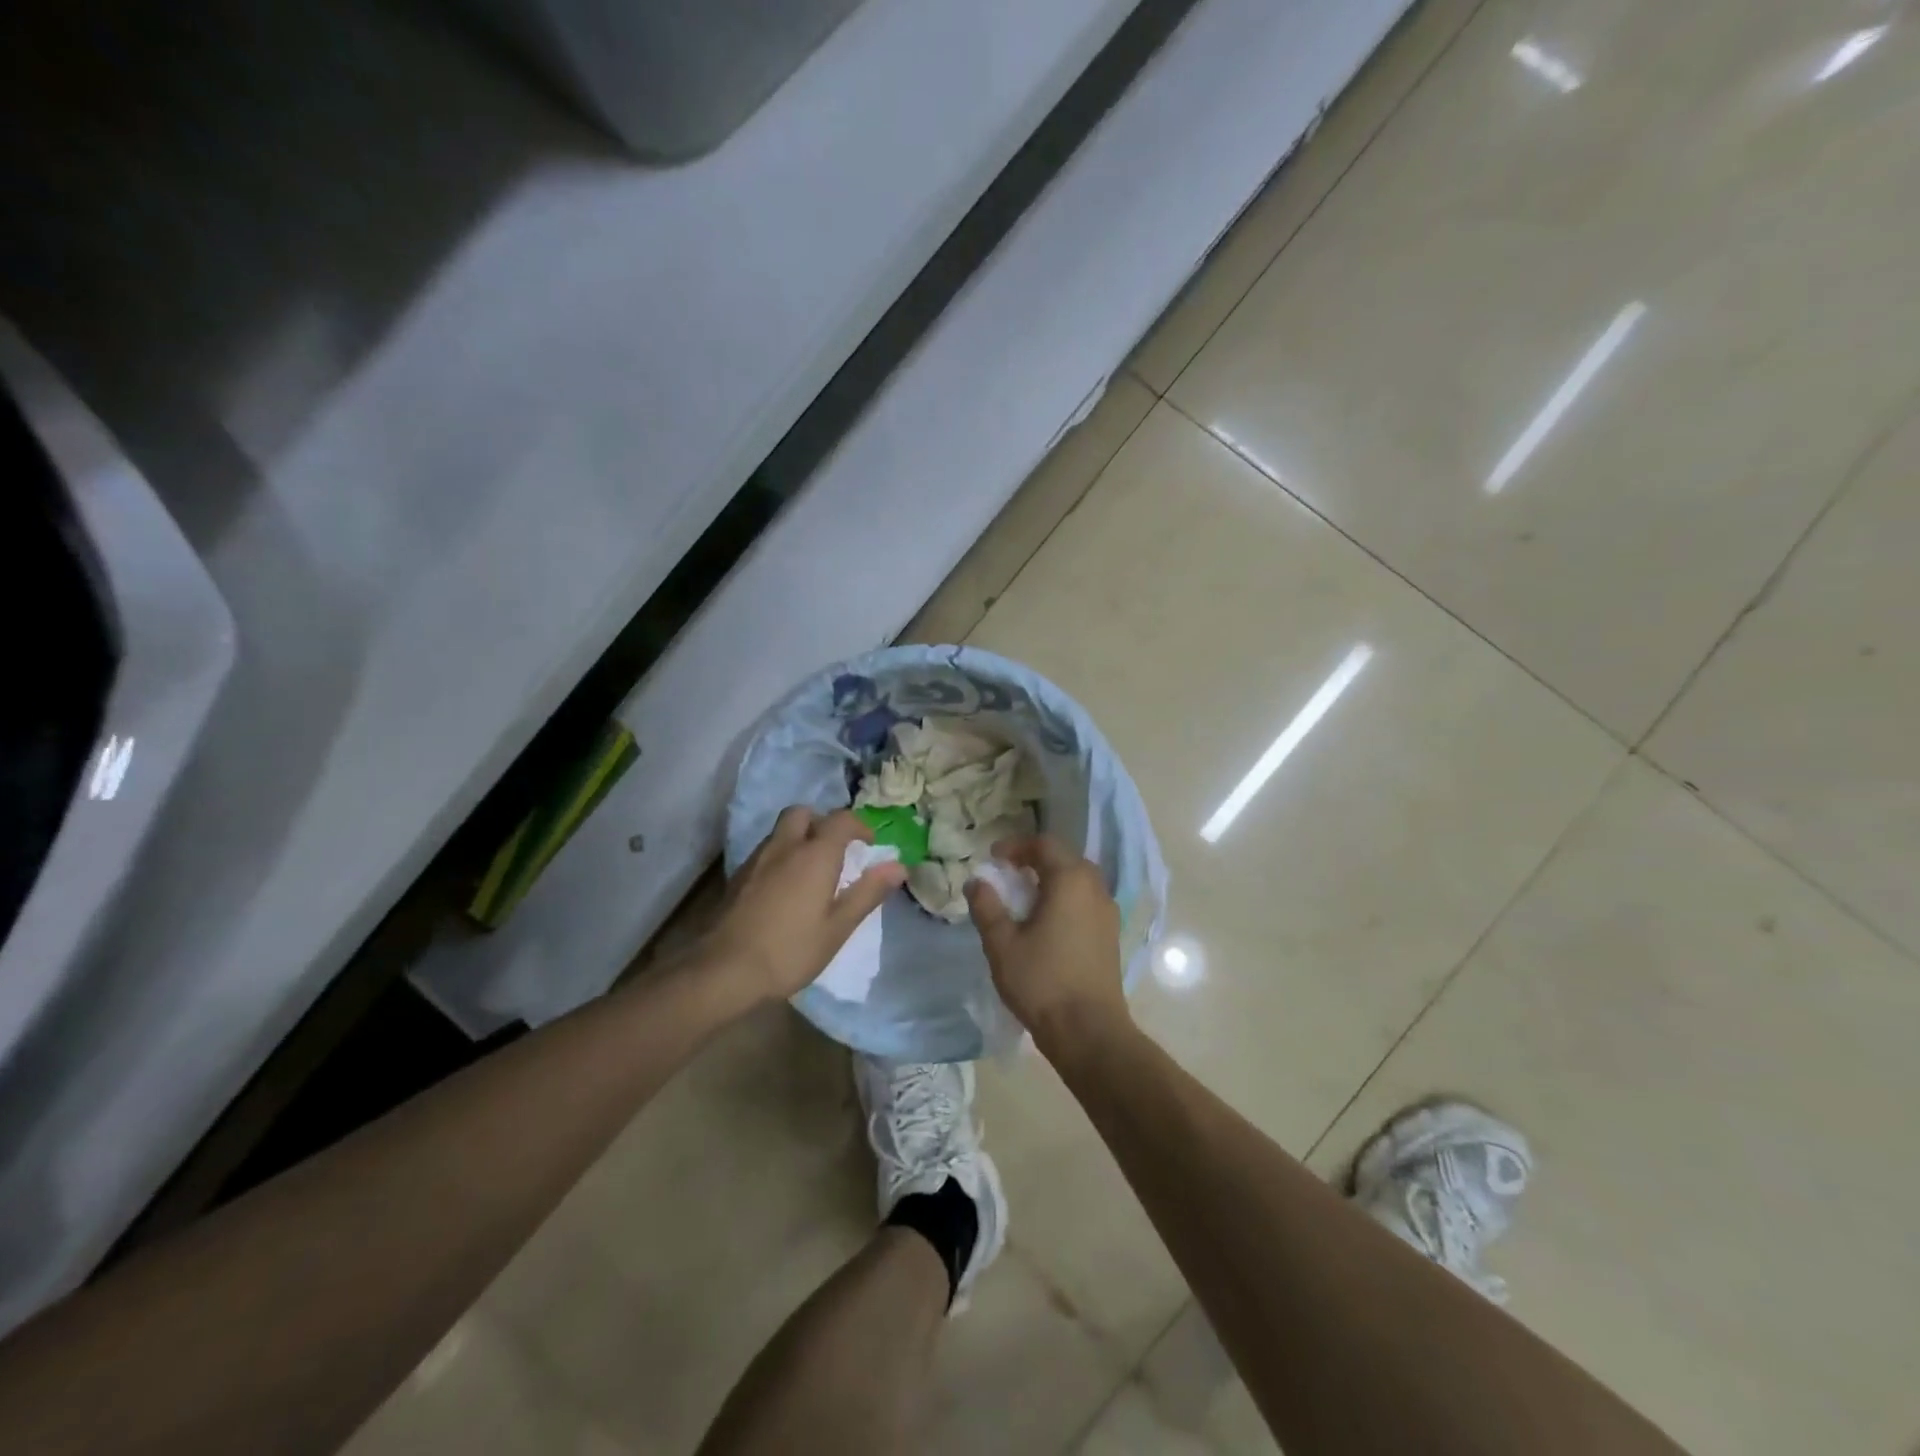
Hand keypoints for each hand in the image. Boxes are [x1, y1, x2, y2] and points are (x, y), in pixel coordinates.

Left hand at [706, 807, 908, 1004]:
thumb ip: (868, 892)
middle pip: (804, 813)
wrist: (723, 970)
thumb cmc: (790, 950)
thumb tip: (898, 866)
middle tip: (836, 849)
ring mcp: (757, 859)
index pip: (841, 819)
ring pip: (781, 831)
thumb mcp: (838, 927)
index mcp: (815, 854)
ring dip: (800, 838)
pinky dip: (782, 856)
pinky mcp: (738, 877)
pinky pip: (766, 851)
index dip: (859, 826)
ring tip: (813, 870)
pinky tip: (785, 888)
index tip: (869, 844)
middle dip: (822, 822)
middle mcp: (785, 847)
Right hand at [965, 834, 1130, 1056]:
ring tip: (1023, 898)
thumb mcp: (1002, 944)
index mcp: (1070, 881)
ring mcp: (1107, 912)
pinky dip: (1064, 899)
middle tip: (1007, 875)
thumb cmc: (1042, 982)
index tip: (992, 859)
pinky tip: (1046, 923)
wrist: (1089, 1031)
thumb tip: (977, 882)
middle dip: (1034, 860)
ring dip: (1051, 879)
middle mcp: (1095, 888)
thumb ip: (987, 907)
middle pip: (1065, 858)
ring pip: (1078, 880)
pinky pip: (1086, 901)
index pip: (1044, 844)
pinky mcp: (1110, 934)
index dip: (1016, 846)